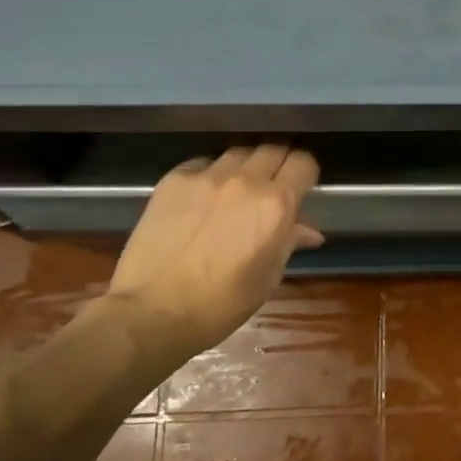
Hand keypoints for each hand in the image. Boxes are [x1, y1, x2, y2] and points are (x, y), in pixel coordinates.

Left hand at [104, 145, 322, 356]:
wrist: (152, 312)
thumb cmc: (221, 304)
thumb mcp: (267, 277)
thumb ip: (289, 242)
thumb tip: (308, 231)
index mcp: (276, 205)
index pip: (303, 163)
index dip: (306, 173)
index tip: (301, 186)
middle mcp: (245, 181)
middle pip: (273, 148)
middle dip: (279, 163)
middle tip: (274, 184)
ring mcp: (206, 176)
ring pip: (239, 152)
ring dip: (246, 166)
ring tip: (238, 188)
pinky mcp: (174, 180)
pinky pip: (203, 163)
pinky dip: (211, 174)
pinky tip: (204, 196)